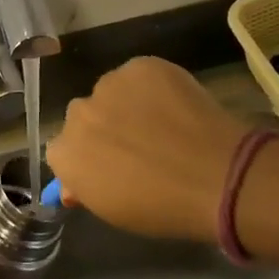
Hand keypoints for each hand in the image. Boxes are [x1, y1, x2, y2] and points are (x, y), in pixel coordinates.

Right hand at [45, 57, 251, 242]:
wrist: (216, 175)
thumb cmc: (163, 207)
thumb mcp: (115, 212)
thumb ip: (86, 189)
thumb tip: (73, 183)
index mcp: (65, 154)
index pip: (62, 150)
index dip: (87, 157)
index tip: (111, 168)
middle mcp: (77, 114)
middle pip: (84, 117)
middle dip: (103, 127)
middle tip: (138, 145)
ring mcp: (109, 85)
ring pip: (110, 92)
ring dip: (126, 104)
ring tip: (162, 124)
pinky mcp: (140, 66)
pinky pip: (138, 75)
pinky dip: (152, 87)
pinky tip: (176, 106)